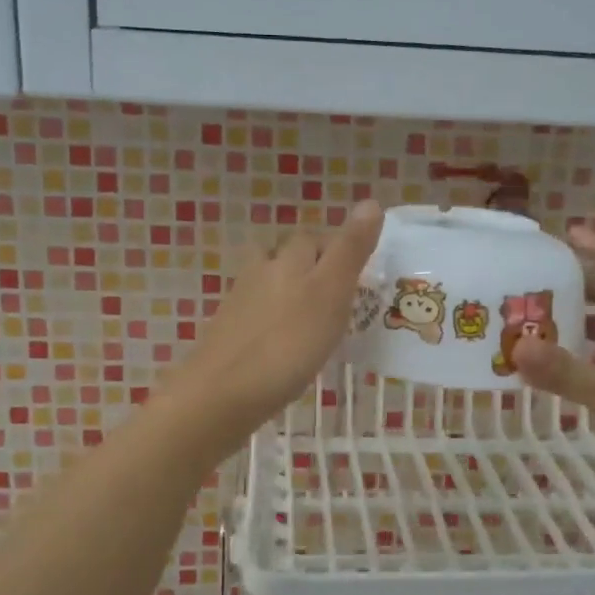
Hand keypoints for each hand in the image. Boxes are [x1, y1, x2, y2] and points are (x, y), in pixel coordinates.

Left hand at [163, 199, 383, 454]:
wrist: (223, 393)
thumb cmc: (288, 343)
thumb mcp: (330, 293)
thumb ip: (350, 250)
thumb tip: (371, 202)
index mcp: (288, 258)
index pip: (317, 238)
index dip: (340, 250)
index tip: (362, 277)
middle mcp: (261, 271)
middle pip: (290, 257)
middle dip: (315, 269)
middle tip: (344, 300)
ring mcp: (240, 302)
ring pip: (272, 285)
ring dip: (294, 295)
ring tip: (318, 321)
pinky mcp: (229, 333)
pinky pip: (260, 316)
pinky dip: (277, 323)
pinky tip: (288, 346)